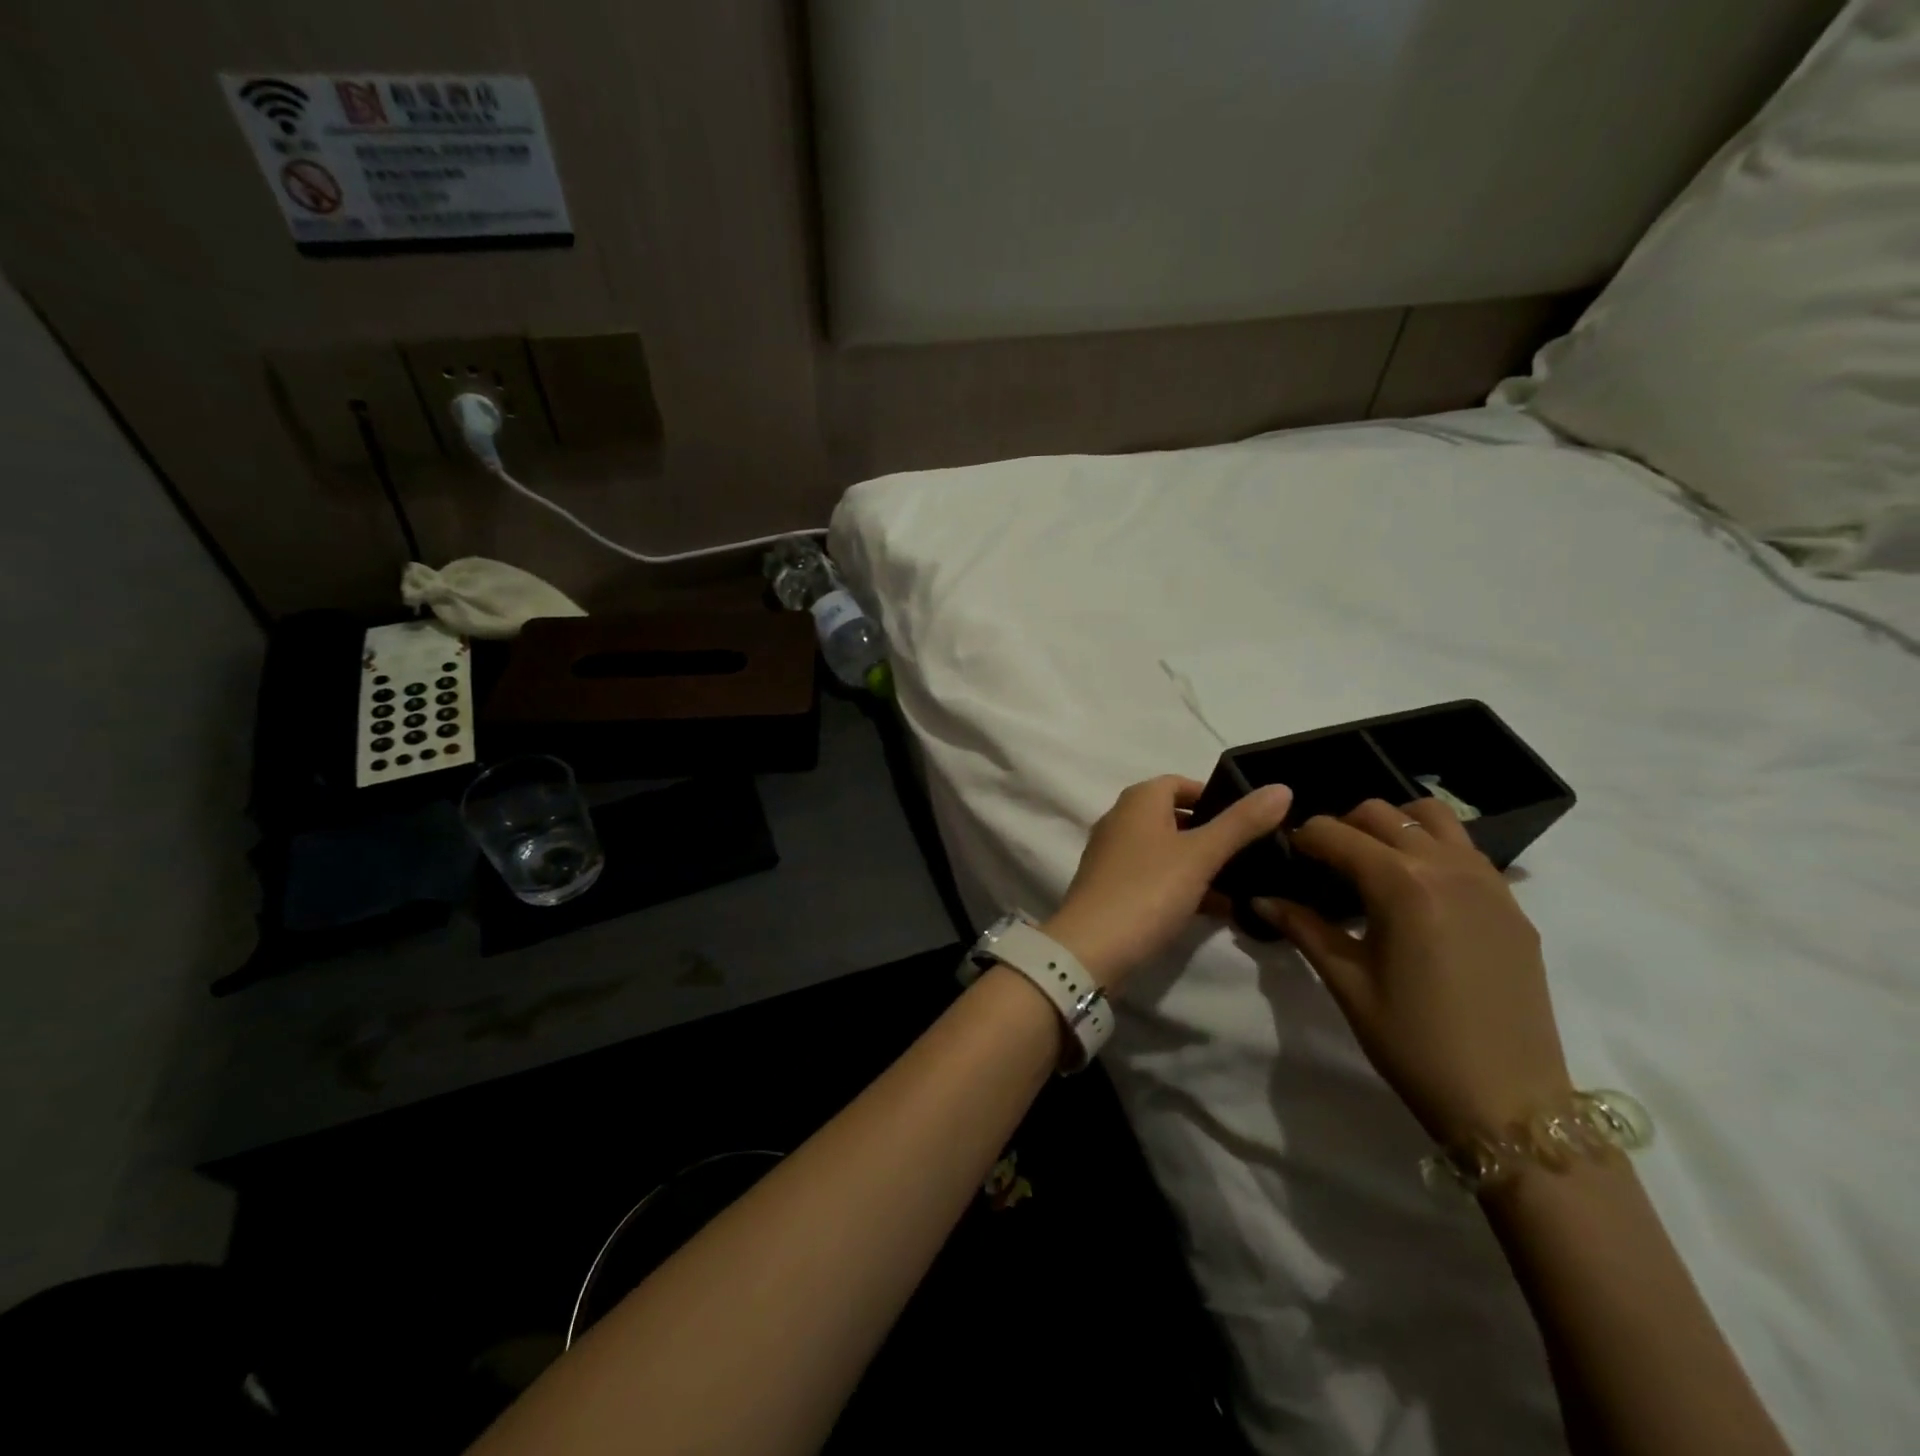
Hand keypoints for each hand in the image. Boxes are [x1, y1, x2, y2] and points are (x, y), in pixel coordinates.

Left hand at [1043, 776, 1293, 991]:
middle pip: (1174, 817)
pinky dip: (1183, 886)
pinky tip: (1216, 909)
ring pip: (1167, 851)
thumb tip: (1282, 788)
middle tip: (1252, 852)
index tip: (1248, 818)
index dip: (1214, 796)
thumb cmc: (1148, 890)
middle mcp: (1121, 820)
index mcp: (1138, 801)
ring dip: (1201, 863)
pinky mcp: (1113, 888)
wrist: (1091, 948)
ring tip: (1244, 883)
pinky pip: (1156, 878)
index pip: (1180, 783)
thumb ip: (1241, 823)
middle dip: (1212, 832)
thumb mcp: (1201, 854)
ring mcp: (1113, 856)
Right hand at [1251, 798, 1572, 1142]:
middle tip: (1323, 863)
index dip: (1302, 839)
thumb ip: (1304, 929)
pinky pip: (1465, 849)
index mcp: (1400, 884)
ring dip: (1392, 826)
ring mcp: (1488, 882)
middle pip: (1380, 812)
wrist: (1509, 1102)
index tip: (1286, 857)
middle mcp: (1446, 867)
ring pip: (1431, 816)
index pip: (1334, 832)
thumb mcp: (1347, 983)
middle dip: (1342, 826)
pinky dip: (1431, 848)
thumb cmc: (1413, 1042)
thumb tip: (1261, 899)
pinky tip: (1416, 890)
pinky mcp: (1512, 904)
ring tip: (1372, 863)